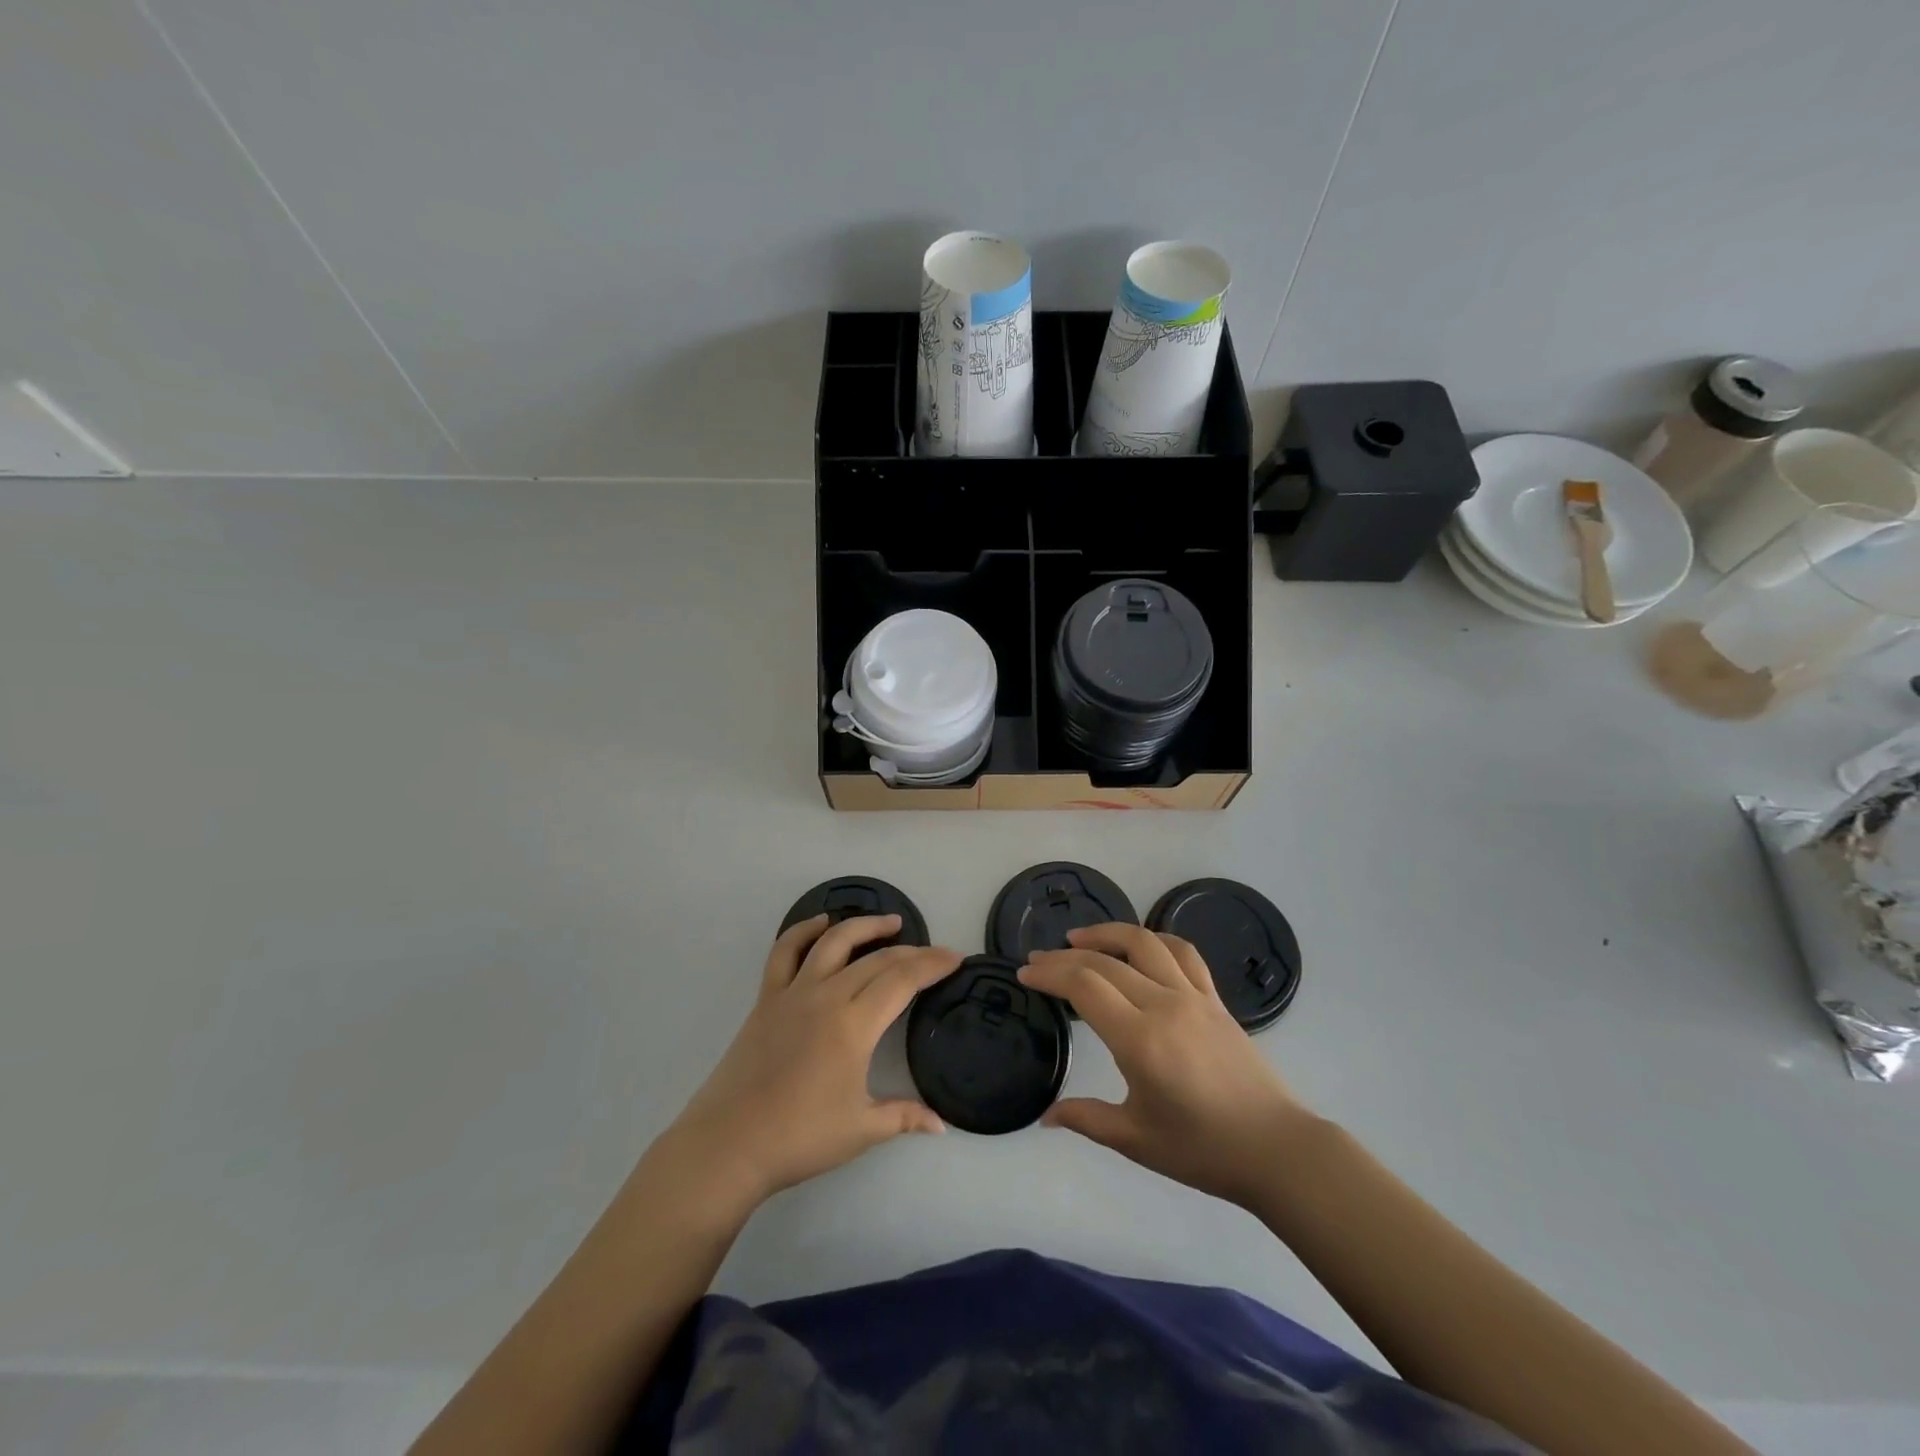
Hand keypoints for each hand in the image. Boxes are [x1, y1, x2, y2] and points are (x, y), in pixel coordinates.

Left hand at [659, 914, 960, 1211]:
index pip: (902, 980)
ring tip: (889, 922)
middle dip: (911, 952)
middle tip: (933, 954)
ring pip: (834, 943)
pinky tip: (821, 923)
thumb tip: (941, 1126)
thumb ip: (904, 1116)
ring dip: (864, 926)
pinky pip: (785, 952)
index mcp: (854, 1025)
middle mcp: (827, 996)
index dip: (932, 965)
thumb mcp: (861, 1130)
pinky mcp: (766, 999)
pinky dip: (803, 931)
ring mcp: (793, 993)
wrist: (728, 1145)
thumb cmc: (799, 1138)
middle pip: (876, 960)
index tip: (955, 958)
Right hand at [1018, 923, 1315, 1210]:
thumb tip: (1046, 1117)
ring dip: (1106, 933)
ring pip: (1144, 943)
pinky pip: (1183, 953)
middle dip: (1063, 957)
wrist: (1275, 1148)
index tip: (1025, 973)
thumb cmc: (1203, 1149)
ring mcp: (1193, 996)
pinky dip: (1154, 939)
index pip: (1084, 986)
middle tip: (1037, 960)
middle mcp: (1164, 1005)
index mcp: (1140, 1040)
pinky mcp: (1214, 999)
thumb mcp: (1137, 1139)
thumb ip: (1087, 1119)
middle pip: (1104, 962)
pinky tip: (1138, 946)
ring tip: (1078, 938)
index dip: (1049, 974)